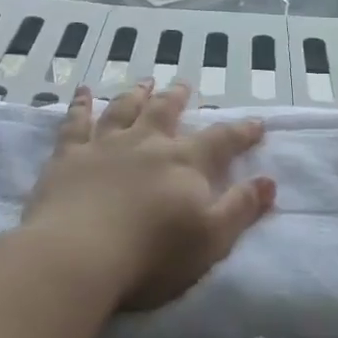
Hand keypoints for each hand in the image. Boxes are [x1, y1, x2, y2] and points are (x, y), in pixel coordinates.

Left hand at [23, 81, 276, 311]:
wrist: (80, 255)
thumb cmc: (152, 255)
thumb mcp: (211, 240)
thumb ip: (240, 208)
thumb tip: (269, 181)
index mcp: (183, 163)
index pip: (221, 141)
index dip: (241, 132)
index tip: (256, 122)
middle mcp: (146, 143)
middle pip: (165, 112)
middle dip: (178, 98)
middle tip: (184, 84)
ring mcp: (104, 145)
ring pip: (123, 109)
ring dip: (135, 94)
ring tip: (144, 82)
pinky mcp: (68, 156)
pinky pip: (75, 122)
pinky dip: (79, 105)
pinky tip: (82, 91)